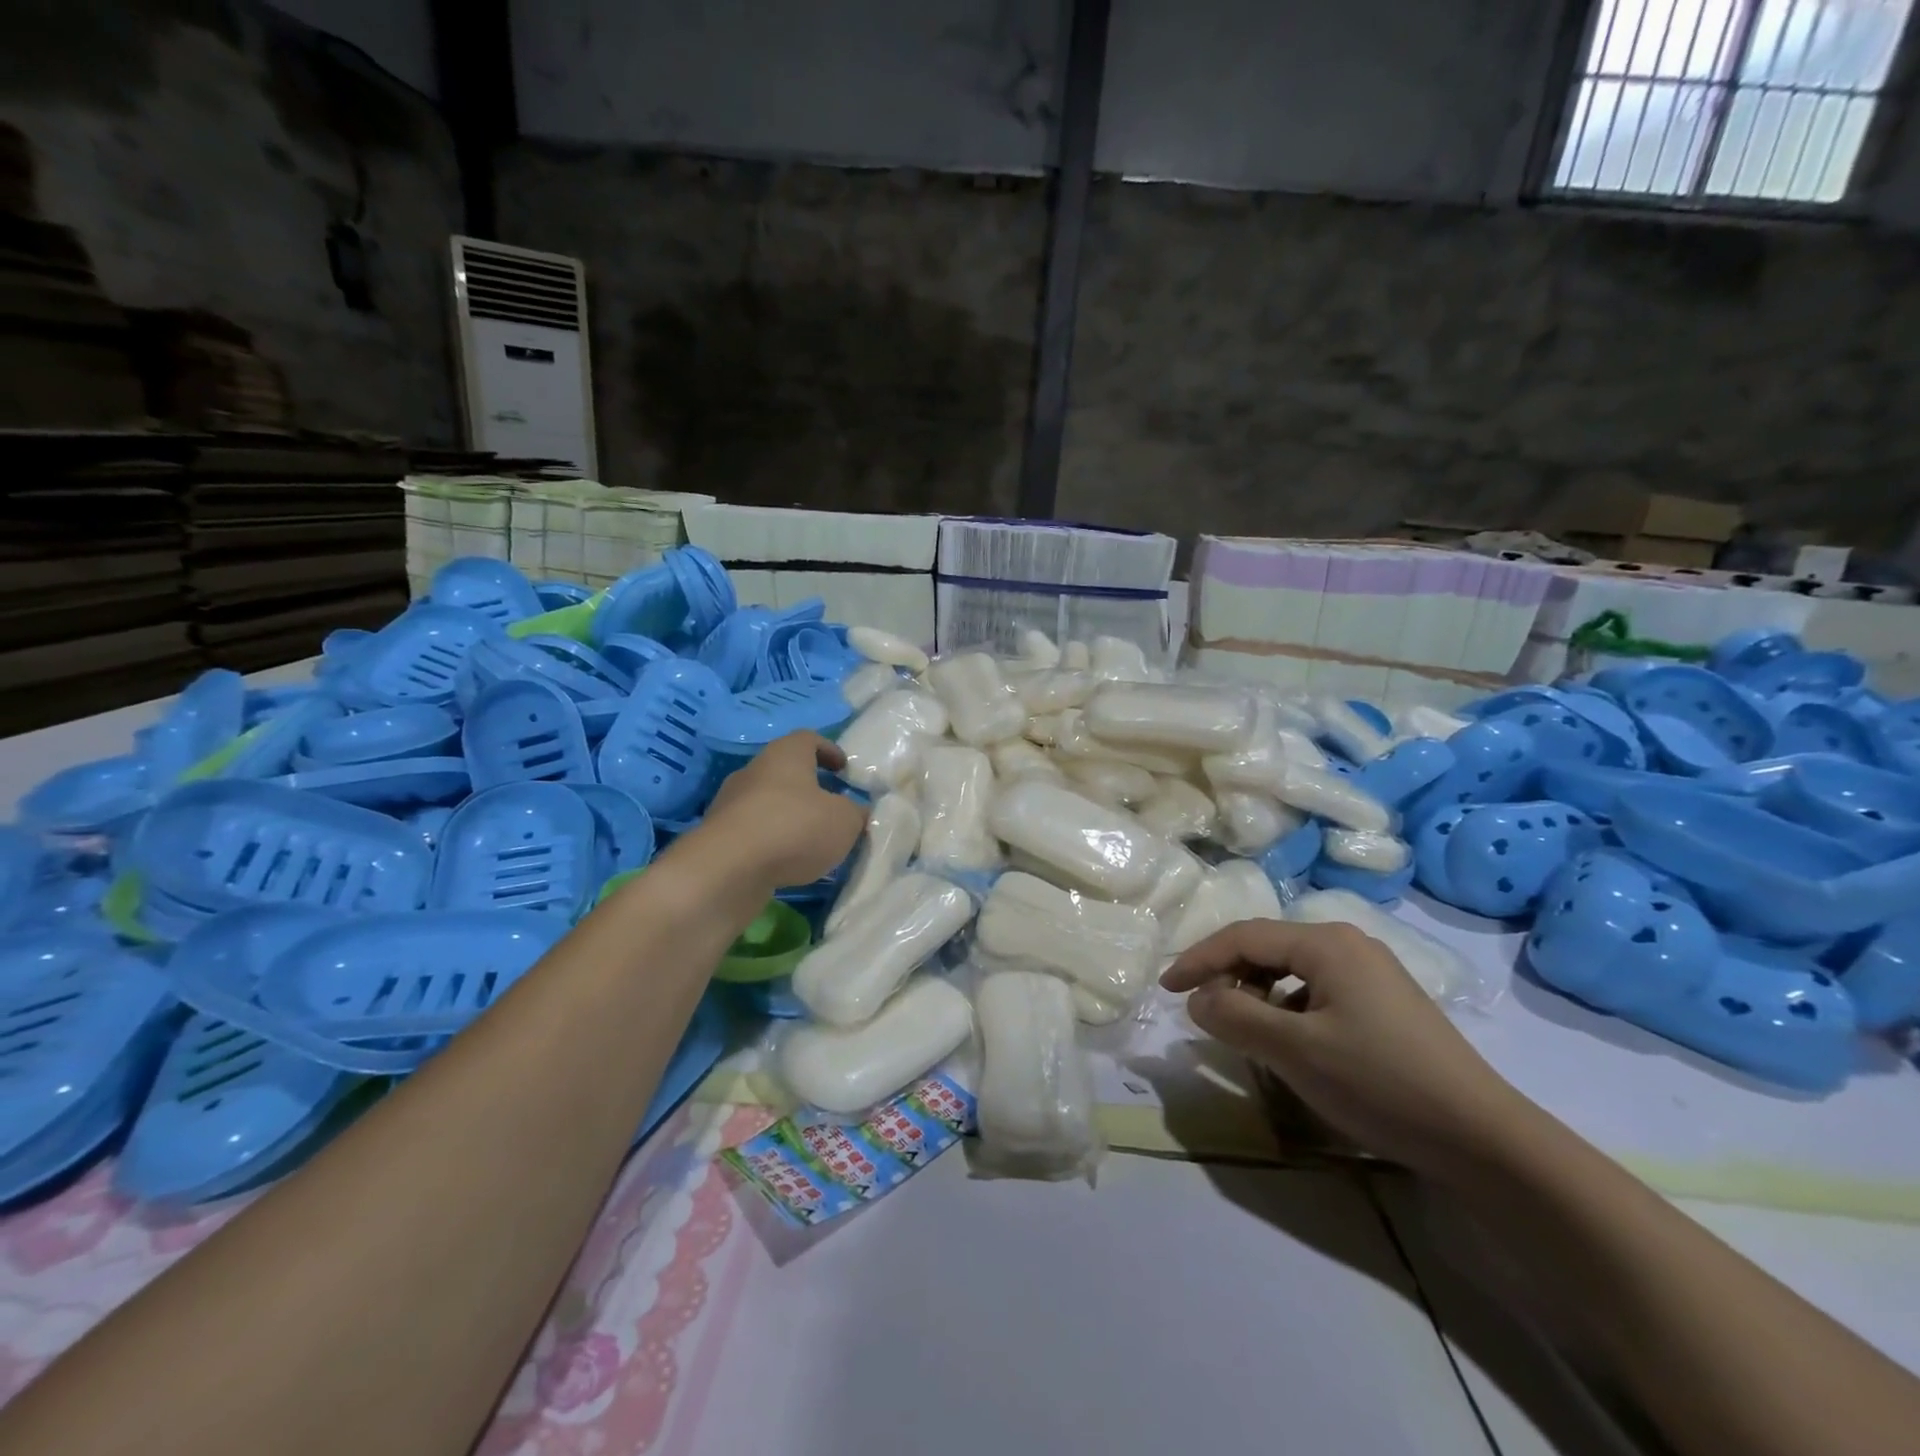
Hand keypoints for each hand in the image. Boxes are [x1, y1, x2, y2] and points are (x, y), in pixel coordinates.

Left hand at [700, 733, 868, 889]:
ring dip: (790, 817)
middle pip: (785, 771)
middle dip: (809, 788)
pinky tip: (788, 862)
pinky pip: (754, 832)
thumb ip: (855, 812)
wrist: (727, 870)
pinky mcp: (719, 837)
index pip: (808, 739)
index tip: (844, 769)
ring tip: (813, 841)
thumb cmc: (794, 828)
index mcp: (785, 755)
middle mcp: (754, 771)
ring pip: (768, 803)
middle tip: (832, 807)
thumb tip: (856, 811)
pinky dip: (772, 842)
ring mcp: (731, 803)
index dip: (829, 751)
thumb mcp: (844, 821)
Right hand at [1161, 920, 1528, 1178]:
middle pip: (1267, 948)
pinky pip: (1317, 991)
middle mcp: (1348, 944)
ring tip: (1243, 1031)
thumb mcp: (1294, 1051)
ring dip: (1257, 995)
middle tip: (1201, 1012)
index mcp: (1326, 942)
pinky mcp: (1385, 1003)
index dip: (1198, 960)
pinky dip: (1288, 1009)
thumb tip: (1197, 1000)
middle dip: (1228, 977)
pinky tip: (1290, 1043)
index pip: (1243, 937)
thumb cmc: (1379, 1082)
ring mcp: (1371, 972)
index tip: (1167, 991)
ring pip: (1291, 971)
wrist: (1484, 1139)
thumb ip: (1235, 1017)